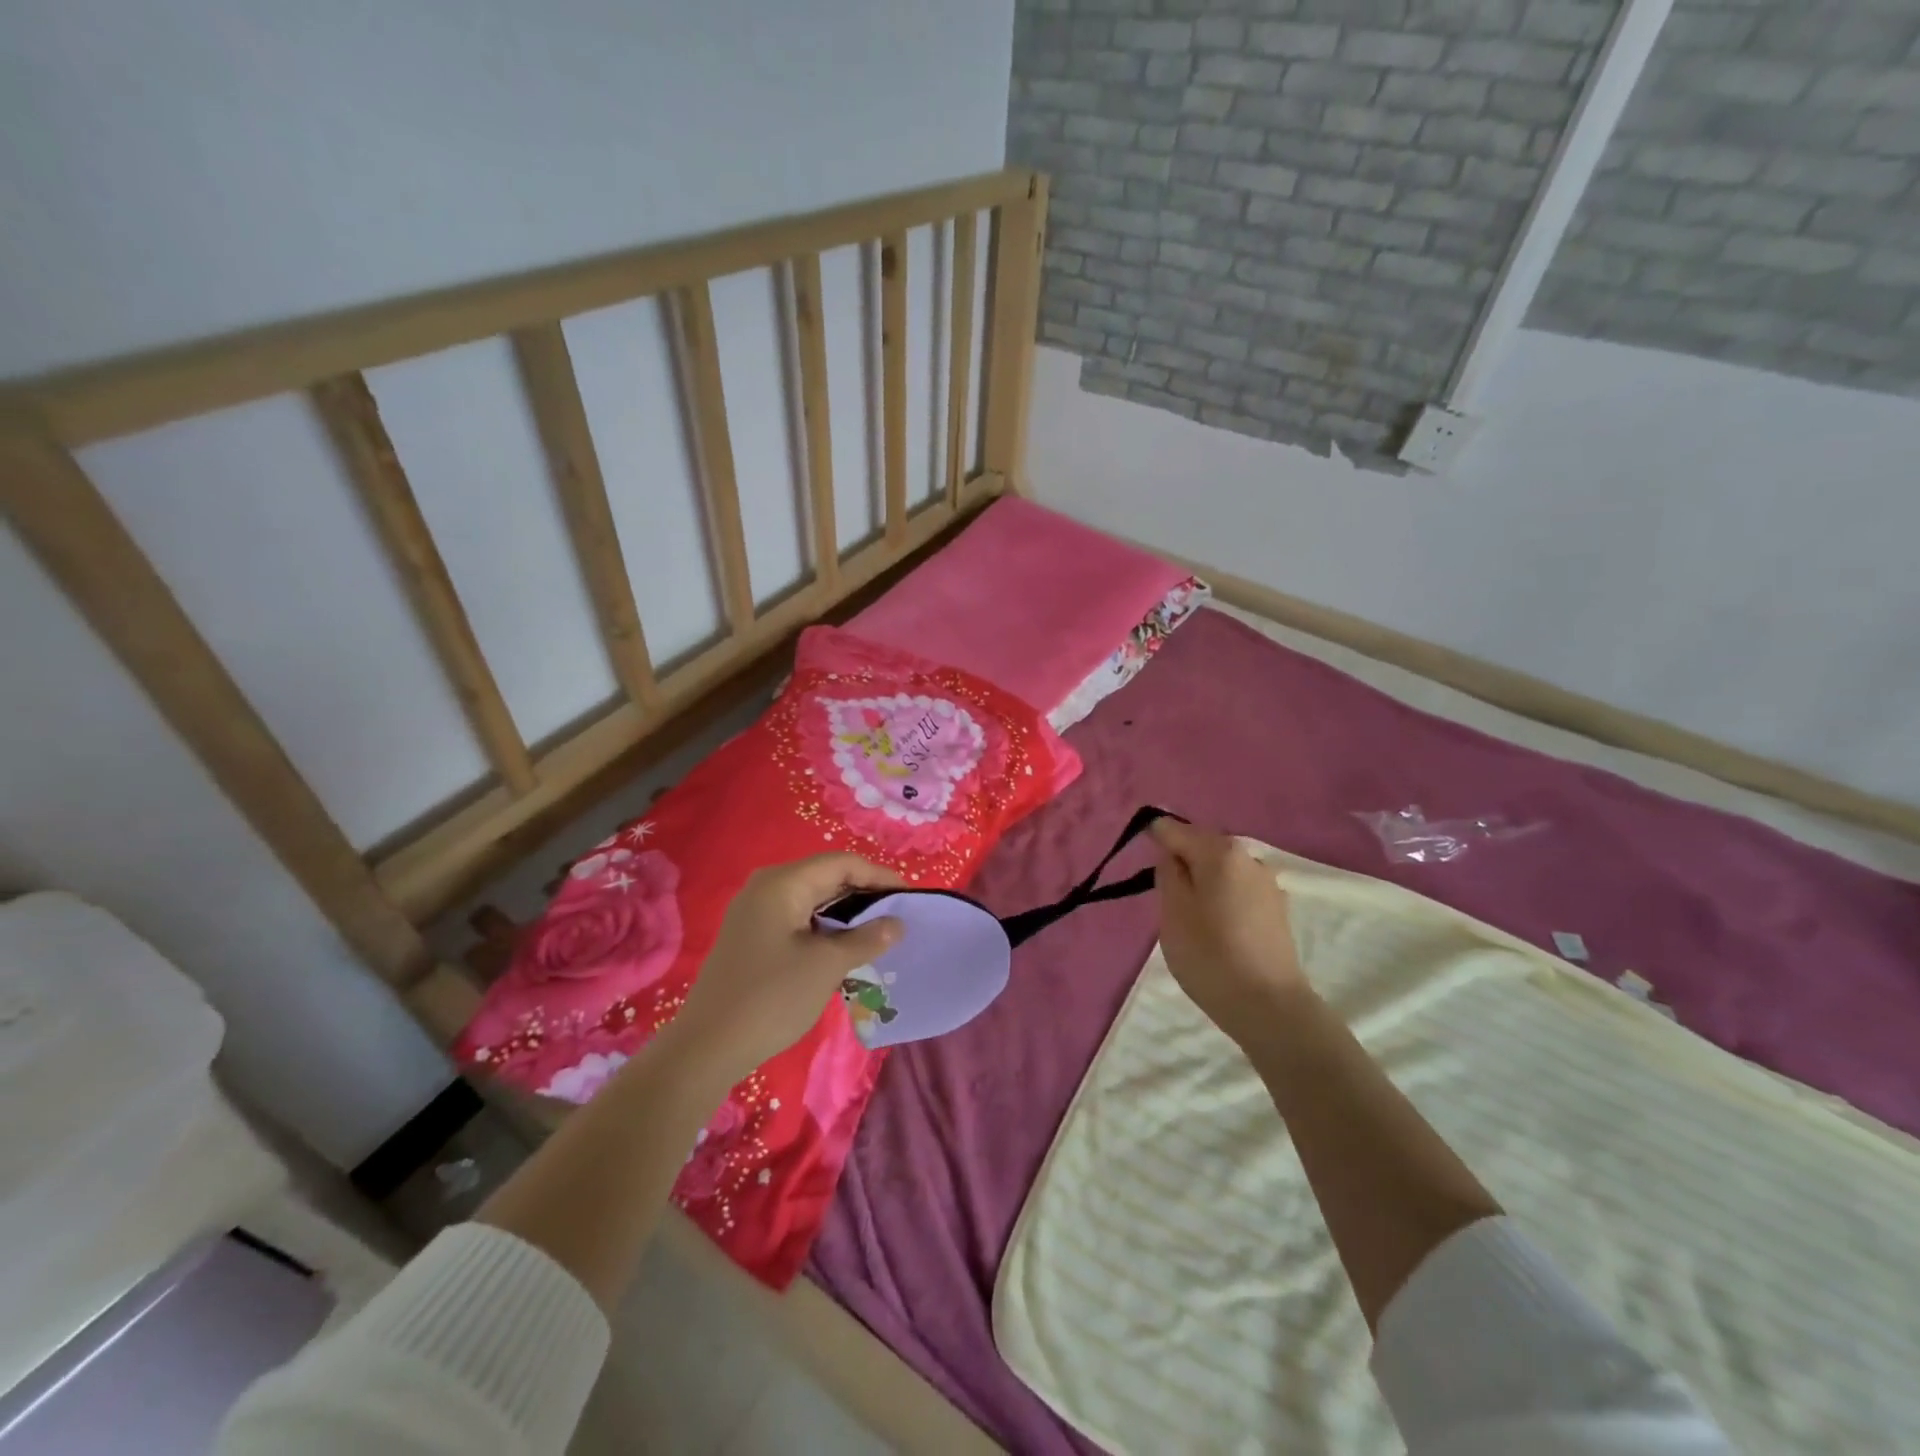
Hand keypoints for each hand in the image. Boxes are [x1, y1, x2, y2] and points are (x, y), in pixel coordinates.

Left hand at [665, 854, 904, 1084]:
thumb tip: (897, 923)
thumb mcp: (827, 965)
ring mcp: (755, 913)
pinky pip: (798, 920)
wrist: (707, 1047)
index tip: (910, 899)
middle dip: (864, 895)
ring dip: (846, 915)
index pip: (842, 863)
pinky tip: (844, 951)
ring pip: (813, 900)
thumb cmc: (772, 997)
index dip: (879, 877)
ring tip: (877, 935)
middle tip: (897, 918)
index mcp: (783, 883)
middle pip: (826, 877)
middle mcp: (766, 887)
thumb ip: (867, 938)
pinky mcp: (752, 937)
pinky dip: (825, 929)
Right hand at [1152, 819, 1310, 1039]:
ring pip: (1222, 870)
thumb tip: (1171, 852)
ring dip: (1203, 883)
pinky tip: (1218, 929)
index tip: (1144, 867)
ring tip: (1191, 918)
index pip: (1175, 830)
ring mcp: (1268, 883)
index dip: (1154, 841)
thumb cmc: (1210, 956)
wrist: (1269, 1007)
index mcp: (1220, 851)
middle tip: (1165, 900)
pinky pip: (1238, 890)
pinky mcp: (1277, 909)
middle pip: (1202, 846)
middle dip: (1182, 863)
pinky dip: (1222, 899)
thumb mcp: (1172, 912)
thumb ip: (1167, 873)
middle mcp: (1249, 857)